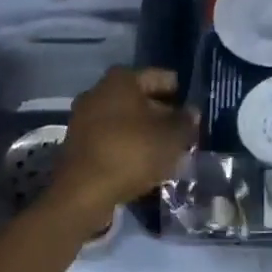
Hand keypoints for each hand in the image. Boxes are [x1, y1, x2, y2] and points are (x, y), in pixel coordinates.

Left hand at [52, 67, 196, 220]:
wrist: (82, 194)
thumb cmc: (131, 152)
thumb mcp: (171, 138)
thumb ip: (186, 122)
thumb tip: (191, 112)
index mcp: (123, 78)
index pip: (161, 78)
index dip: (181, 93)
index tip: (194, 111)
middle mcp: (100, 89)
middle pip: (141, 98)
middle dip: (161, 114)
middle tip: (182, 133)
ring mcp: (84, 116)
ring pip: (125, 119)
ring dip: (143, 132)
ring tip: (165, 151)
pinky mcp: (77, 143)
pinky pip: (110, 137)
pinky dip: (126, 146)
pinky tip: (141, 163)